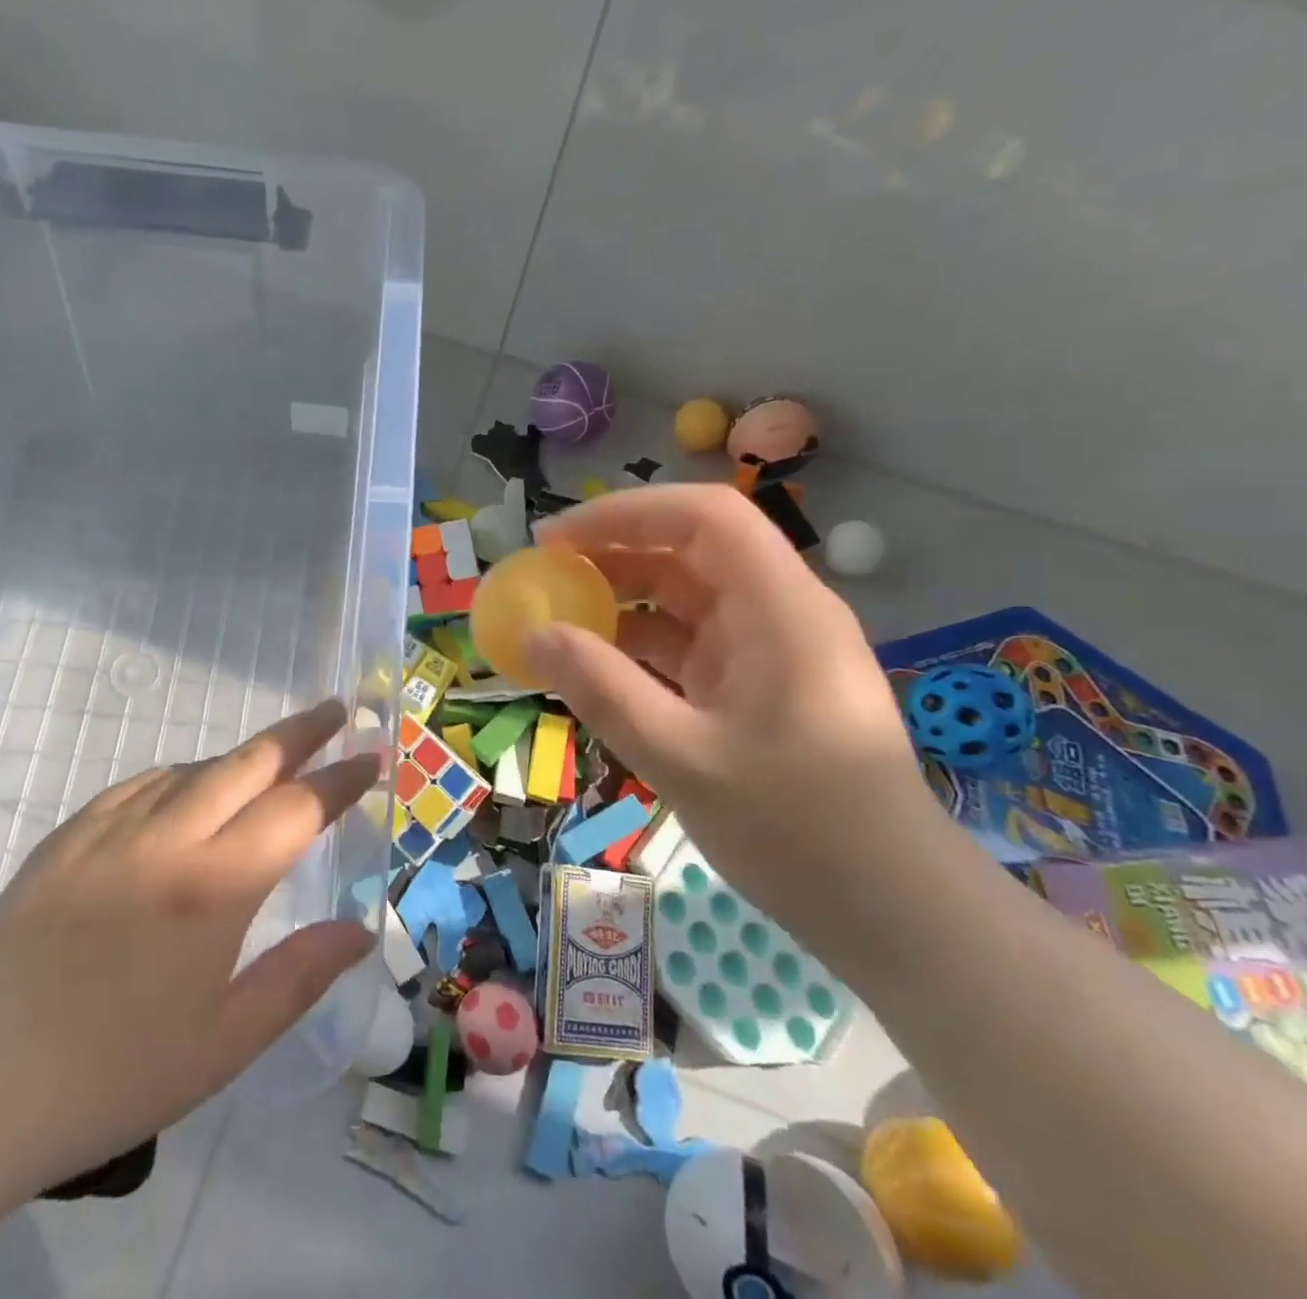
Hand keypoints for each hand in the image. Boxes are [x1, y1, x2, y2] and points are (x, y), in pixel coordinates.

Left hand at [0, 701, 378, 1195]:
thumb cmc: (113, 1076)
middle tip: (335, 710)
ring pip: (192, 768)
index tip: (373, 758)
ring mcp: (109, 830)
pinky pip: (138, 785)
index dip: (340, 779)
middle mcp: (165, 838)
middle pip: (246, 762)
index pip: (295, 809)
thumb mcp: (225, 1044)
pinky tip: (185, 790)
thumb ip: (300, 976)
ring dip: (240, 758)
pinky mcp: (66, 837)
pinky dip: (179, 776)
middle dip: (299, 731)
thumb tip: (360, 930)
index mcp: (213, 888)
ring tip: (270, 764)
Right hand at [520, 485, 932, 941]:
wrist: (893, 912)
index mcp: (780, 610)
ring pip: (686, 599)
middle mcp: (779, 614)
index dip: (625, 513)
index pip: (704, 517)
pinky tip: (595, 667)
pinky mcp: (758, 687)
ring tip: (556, 620)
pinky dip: (639, 647)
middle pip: (690, 551)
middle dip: (613, 554)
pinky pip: (688, 645)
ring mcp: (770, 652)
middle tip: (543, 578)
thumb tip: (531, 633)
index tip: (555, 541)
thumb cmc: (799, 830)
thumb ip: (602, 689)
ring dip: (621, 602)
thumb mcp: (682, 758)